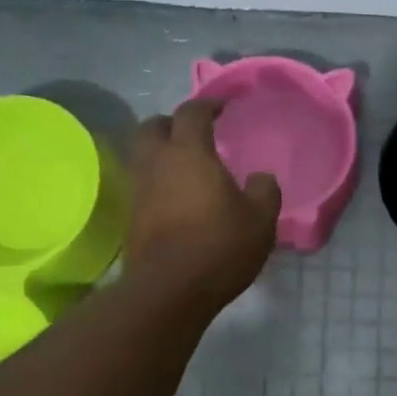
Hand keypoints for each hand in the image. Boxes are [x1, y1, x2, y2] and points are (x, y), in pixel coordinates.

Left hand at [124, 100, 280, 313]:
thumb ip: (265, 191)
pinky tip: (175, 198)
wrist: (169, 290)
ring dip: (160, 153)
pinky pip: (142, 185)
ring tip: (184, 167)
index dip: (208, 105)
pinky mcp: (131, 217)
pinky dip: (156, 182)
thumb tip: (260, 178)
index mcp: (189, 152)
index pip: (192, 112)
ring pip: (142, 155)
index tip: (222, 108)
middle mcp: (157, 162)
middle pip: (153, 125)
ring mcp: (139, 190)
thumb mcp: (260, 221)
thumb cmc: (219, 247)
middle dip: (172, 123)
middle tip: (193, 134)